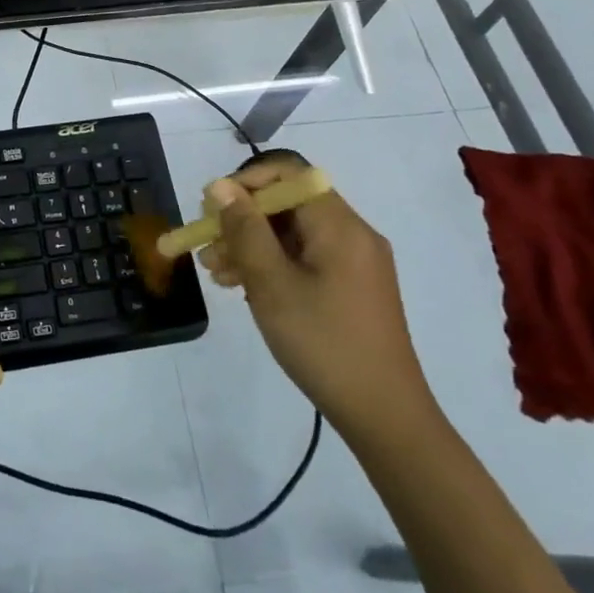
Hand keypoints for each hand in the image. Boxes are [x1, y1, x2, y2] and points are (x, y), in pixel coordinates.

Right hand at [198, 152, 434, 439]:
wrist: (386, 419)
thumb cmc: (324, 344)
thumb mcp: (272, 284)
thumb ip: (244, 230)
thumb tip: (221, 186)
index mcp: (340, 225)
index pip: (288, 173)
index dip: (246, 181)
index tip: (212, 207)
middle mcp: (352, 233)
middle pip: (288, 203)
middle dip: (242, 218)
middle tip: (207, 243)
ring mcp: (355, 262)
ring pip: (293, 233)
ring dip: (251, 244)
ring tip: (215, 271)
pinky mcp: (353, 287)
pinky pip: (306, 257)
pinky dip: (273, 264)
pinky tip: (243, 286)